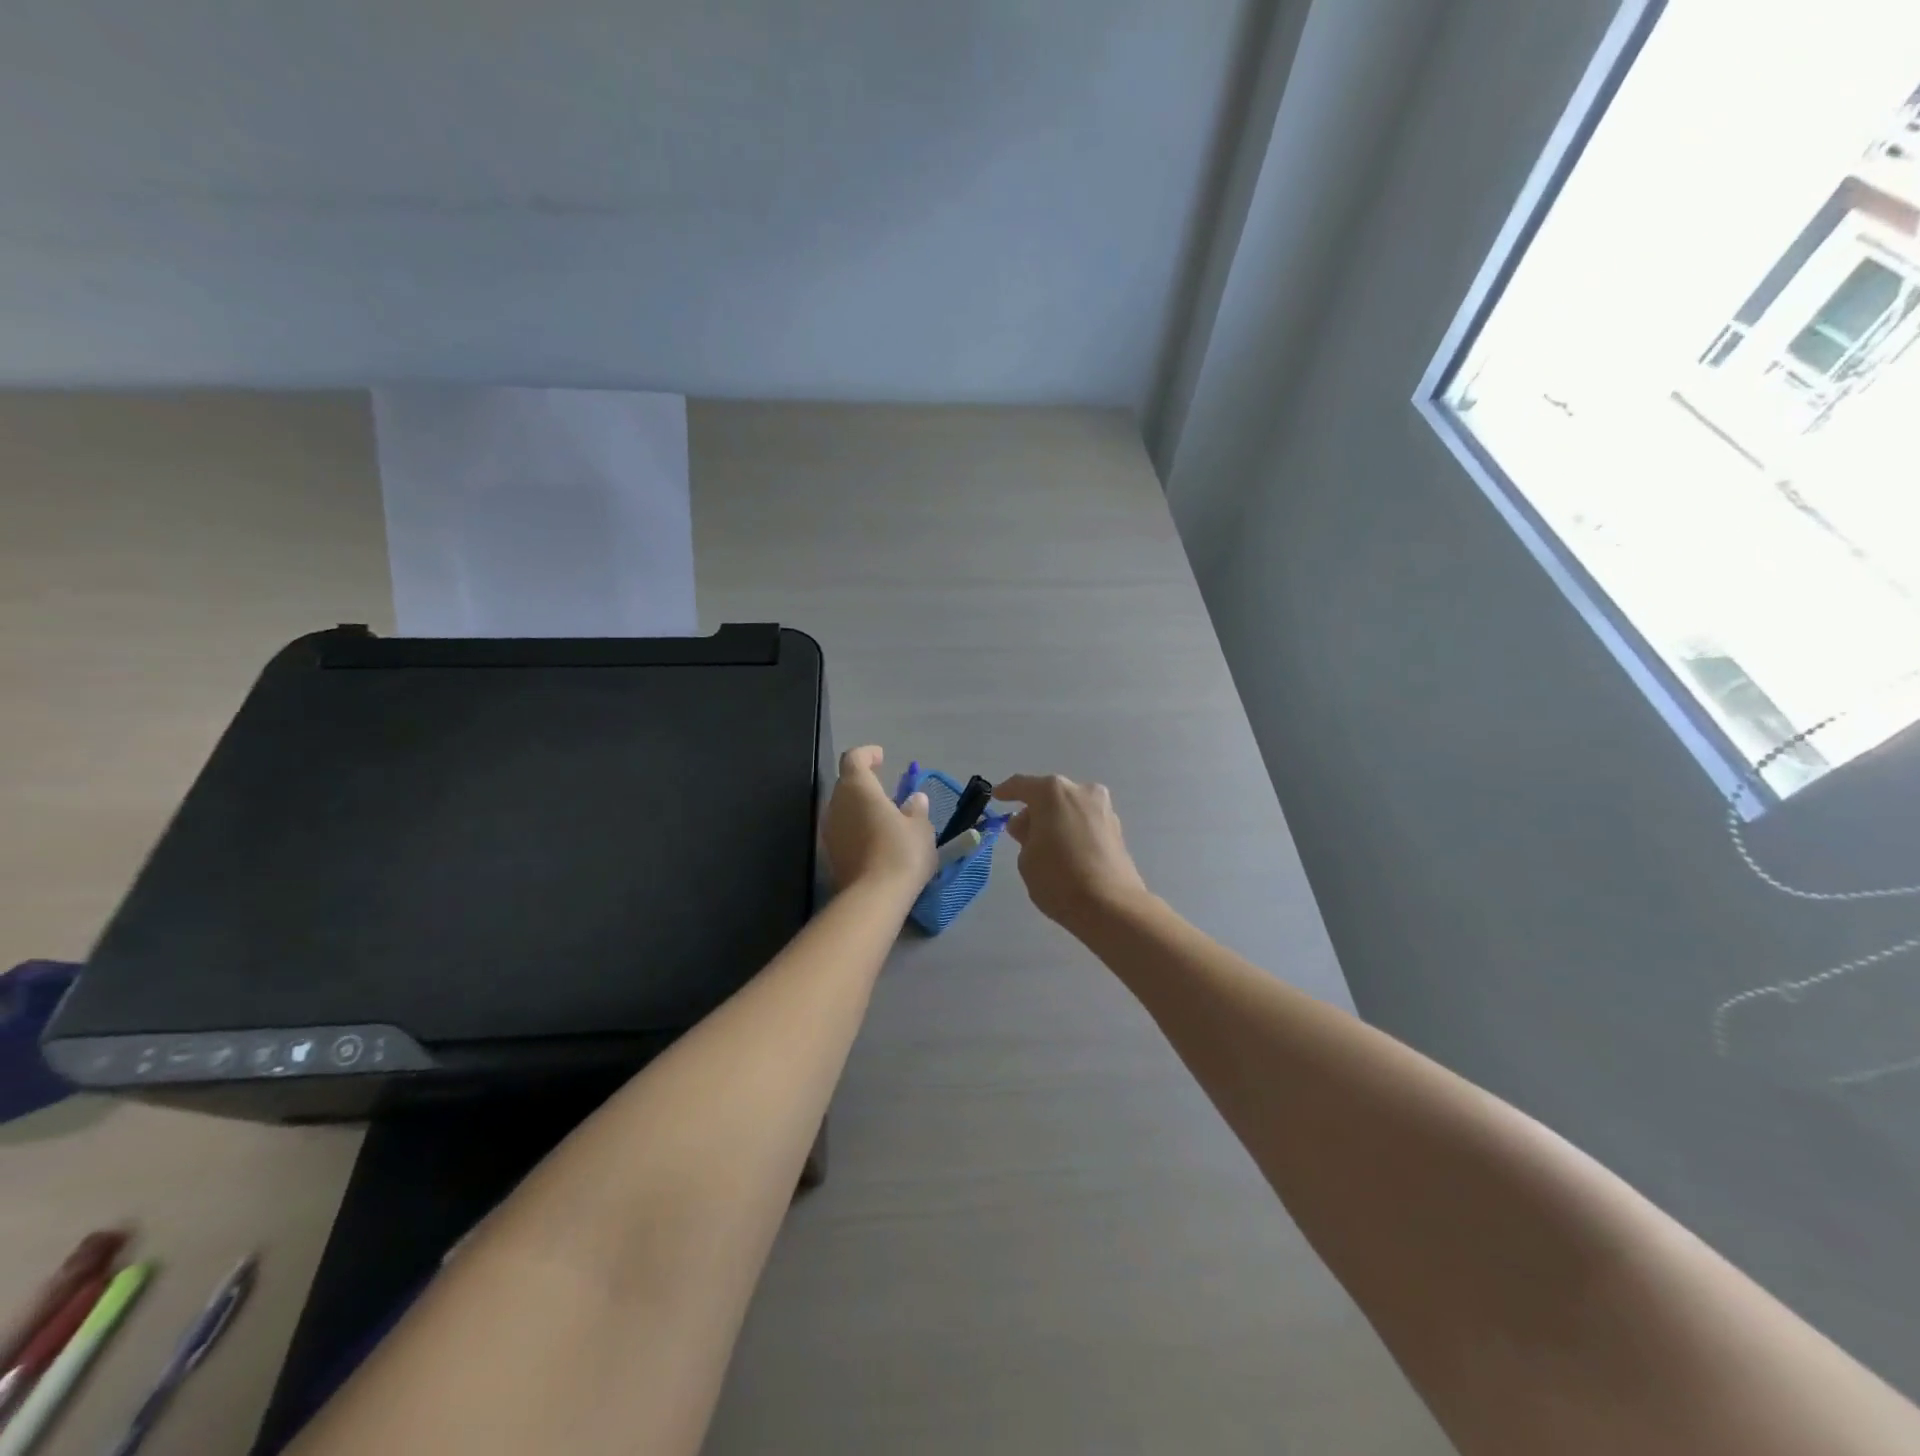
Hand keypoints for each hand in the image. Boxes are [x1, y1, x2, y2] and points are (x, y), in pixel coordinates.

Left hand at [824, 746, 936, 896]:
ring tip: (885, 818)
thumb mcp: (920, 828)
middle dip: (865, 783)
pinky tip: (876, 841)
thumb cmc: (901, 852)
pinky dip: (857, 829)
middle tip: (888, 791)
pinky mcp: (830, 854)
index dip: (867, 754)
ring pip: (843, 809)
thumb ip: (916, 810)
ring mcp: (829, 830)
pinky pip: (844, 831)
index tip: (882, 757)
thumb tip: (914, 800)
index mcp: (858, 788)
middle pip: (846, 784)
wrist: (874, 898)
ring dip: (861, 808)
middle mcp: (837, 804)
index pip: (854, 759)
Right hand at [994, 774, 1149, 930]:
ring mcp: (1103, 808)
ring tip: (1046, 845)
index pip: (1022, 785)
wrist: (1111, 907)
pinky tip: (1067, 851)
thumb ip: (1024, 835)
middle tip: (1021, 832)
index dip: (1007, 791)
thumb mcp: (1027, 858)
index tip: (997, 796)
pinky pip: (1086, 822)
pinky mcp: (1117, 828)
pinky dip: (1074, 830)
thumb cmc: (1059, 878)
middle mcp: (1081, 791)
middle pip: (1050, 795)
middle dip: (1035, 810)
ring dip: (1057, 820)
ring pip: (1071, 807)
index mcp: (1053, 792)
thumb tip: (1028, 825)